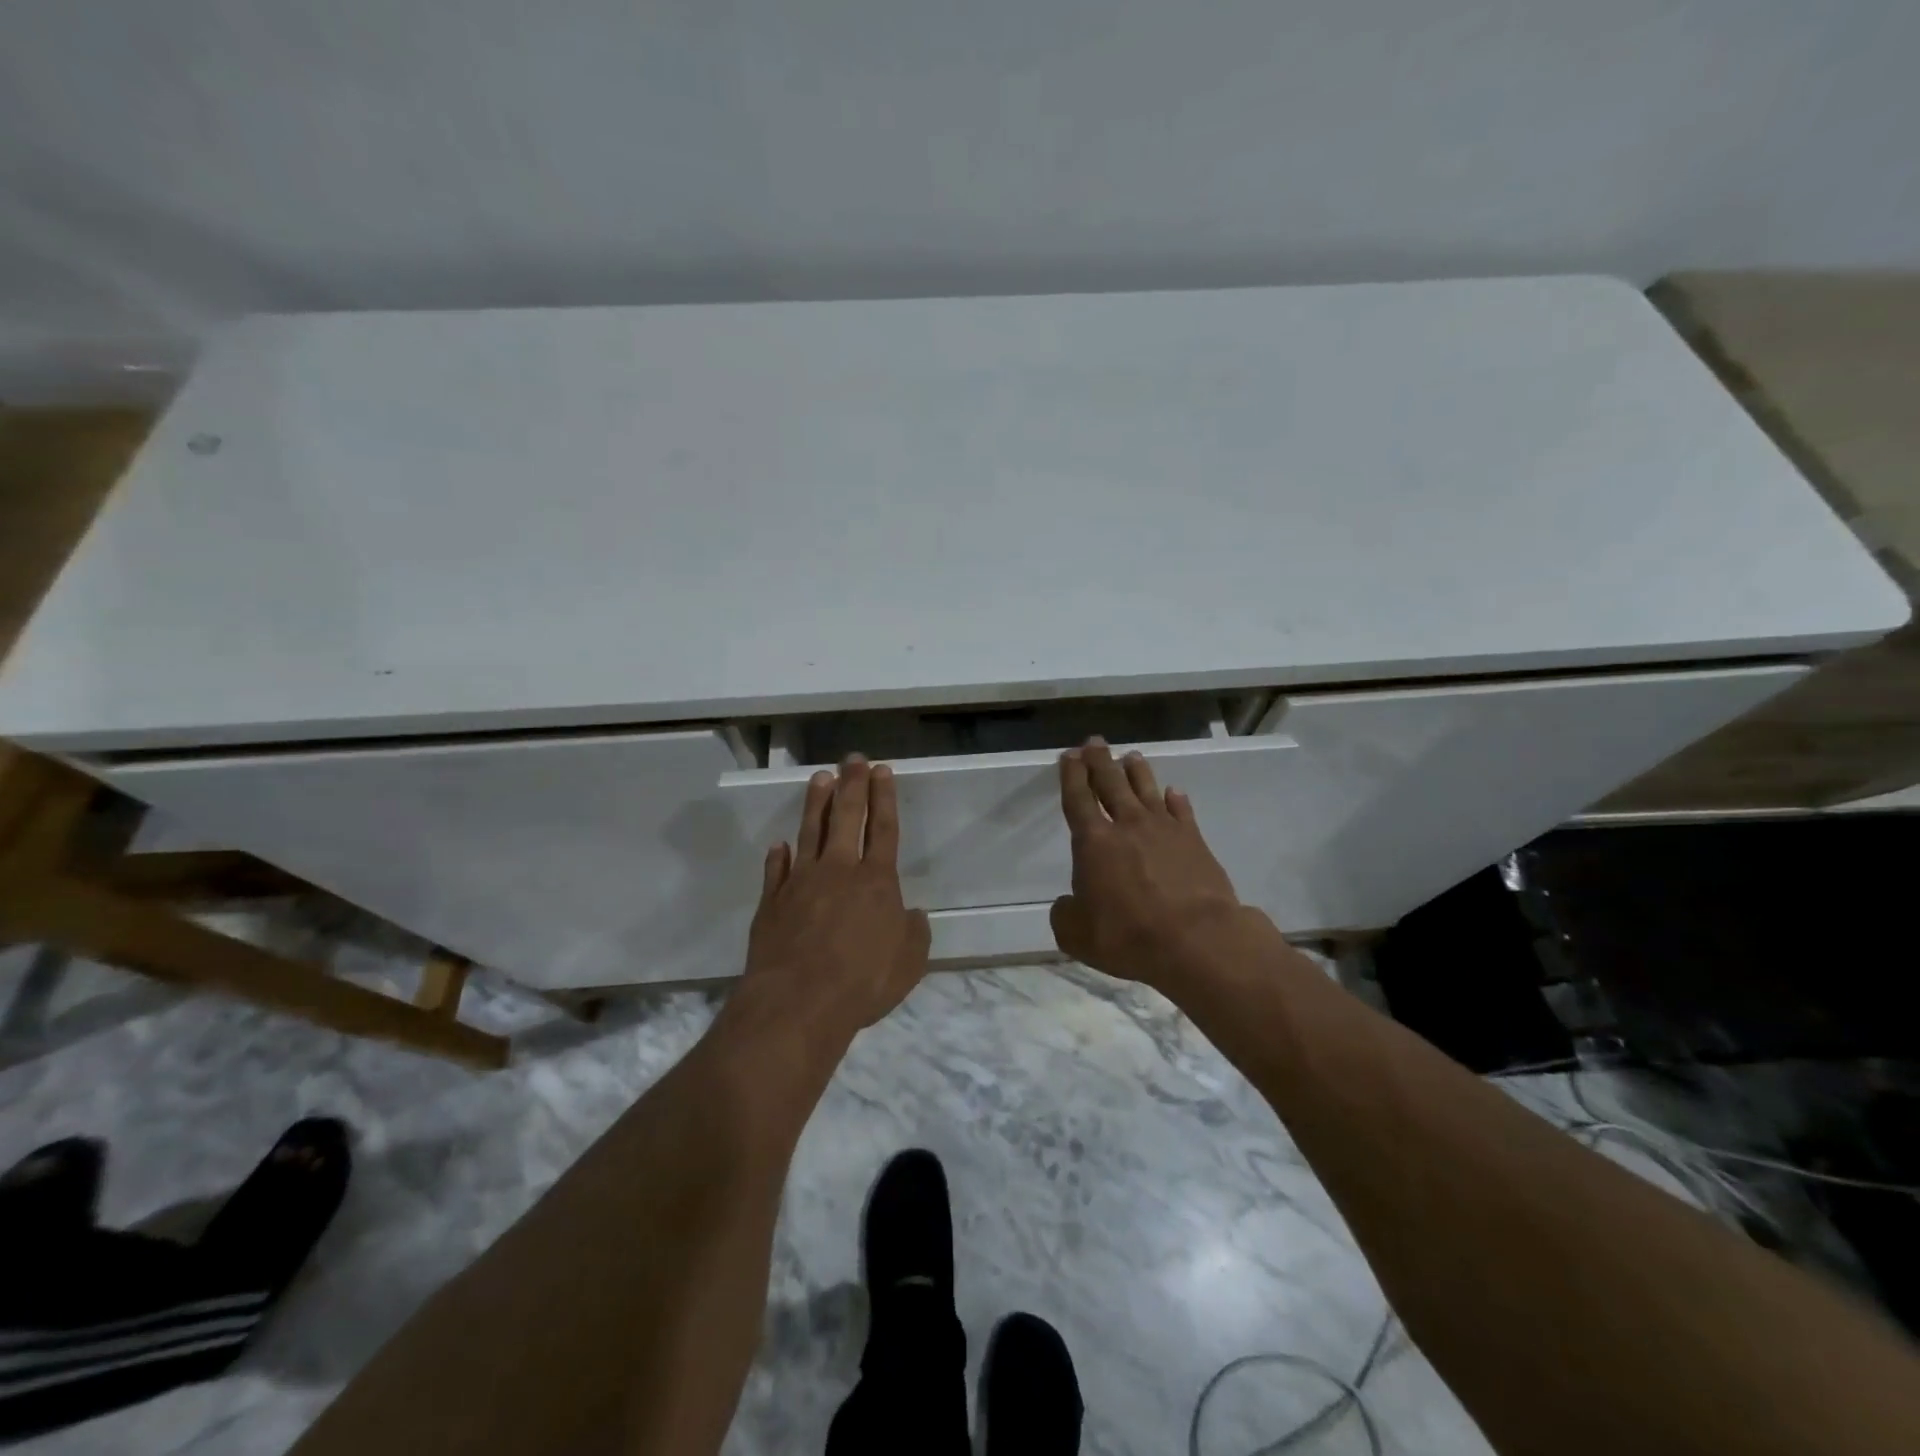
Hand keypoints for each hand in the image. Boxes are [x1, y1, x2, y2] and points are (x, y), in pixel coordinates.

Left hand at [734, 757, 931, 1052]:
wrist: (798, 1002)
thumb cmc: (863, 982)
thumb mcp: (909, 963)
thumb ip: (914, 933)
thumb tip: (912, 914)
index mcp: (876, 881)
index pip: (883, 828)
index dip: (884, 797)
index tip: (881, 770)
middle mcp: (839, 871)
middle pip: (846, 818)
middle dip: (852, 785)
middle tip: (852, 759)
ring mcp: (802, 882)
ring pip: (810, 832)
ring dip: (816, 804)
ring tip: (820, 778)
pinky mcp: (773, 901)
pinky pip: (777, 870)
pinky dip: (780, 856)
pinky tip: (781, 845)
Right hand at [1051, 739, 1247, 991]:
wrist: (1196, 940)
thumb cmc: (1128, 935)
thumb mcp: (1077, 935)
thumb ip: (1065, 914)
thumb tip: (1067, 904)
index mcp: (1094, 842)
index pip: (1078, 799)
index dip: (1071, 776)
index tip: (1069, 755)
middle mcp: (1127, 826)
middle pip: (1111, 784)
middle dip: (1100, 761)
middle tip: (1095, 742)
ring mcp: (1164, 830)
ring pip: (1146, 790)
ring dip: (1136, 772)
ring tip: (1131, 757)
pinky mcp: (1194, 841)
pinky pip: (1182, 811)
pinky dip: (1176, 799)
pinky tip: (1173, 792)